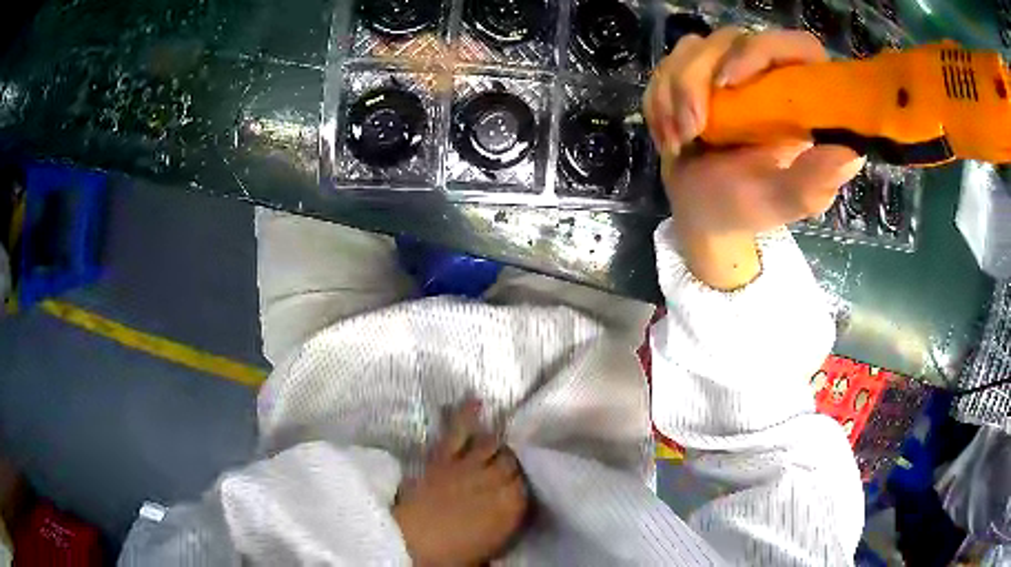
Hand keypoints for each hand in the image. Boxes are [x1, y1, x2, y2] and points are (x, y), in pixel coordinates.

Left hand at [393, 401, 528, 565]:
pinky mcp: (444, 457)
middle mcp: (496, 482)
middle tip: (510, 463)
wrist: (410, 542)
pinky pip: (458, 430)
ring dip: (498, 441)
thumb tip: (507, 528)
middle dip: (514, 461)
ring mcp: (469, 466)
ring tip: (502, 436)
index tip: (520, 484)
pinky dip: (467, 414)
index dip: (524, 484)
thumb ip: (503, 534)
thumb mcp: (487, 553)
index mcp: (511, 508)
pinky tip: (477, 401)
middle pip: (513, 462)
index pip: (528, 487)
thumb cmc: (451, 556)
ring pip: (493, 444)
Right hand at [643, 28, 864, 288]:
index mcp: (799, 99)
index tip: (732, 82)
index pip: (797, 47)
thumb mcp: (781, 200)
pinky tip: (669, 136)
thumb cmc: (746, 207)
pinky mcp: (693, 76)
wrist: (702, 212)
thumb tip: (851, 155)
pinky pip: (666, 66)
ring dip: (675, 92)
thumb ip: (813, 182)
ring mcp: (726, 71)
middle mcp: (765, 76)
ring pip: (694, 47)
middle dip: (698, 78)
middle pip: (732, 38)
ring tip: (679, 141)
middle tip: (692, 128)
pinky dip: (659, 101)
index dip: (763, 50)